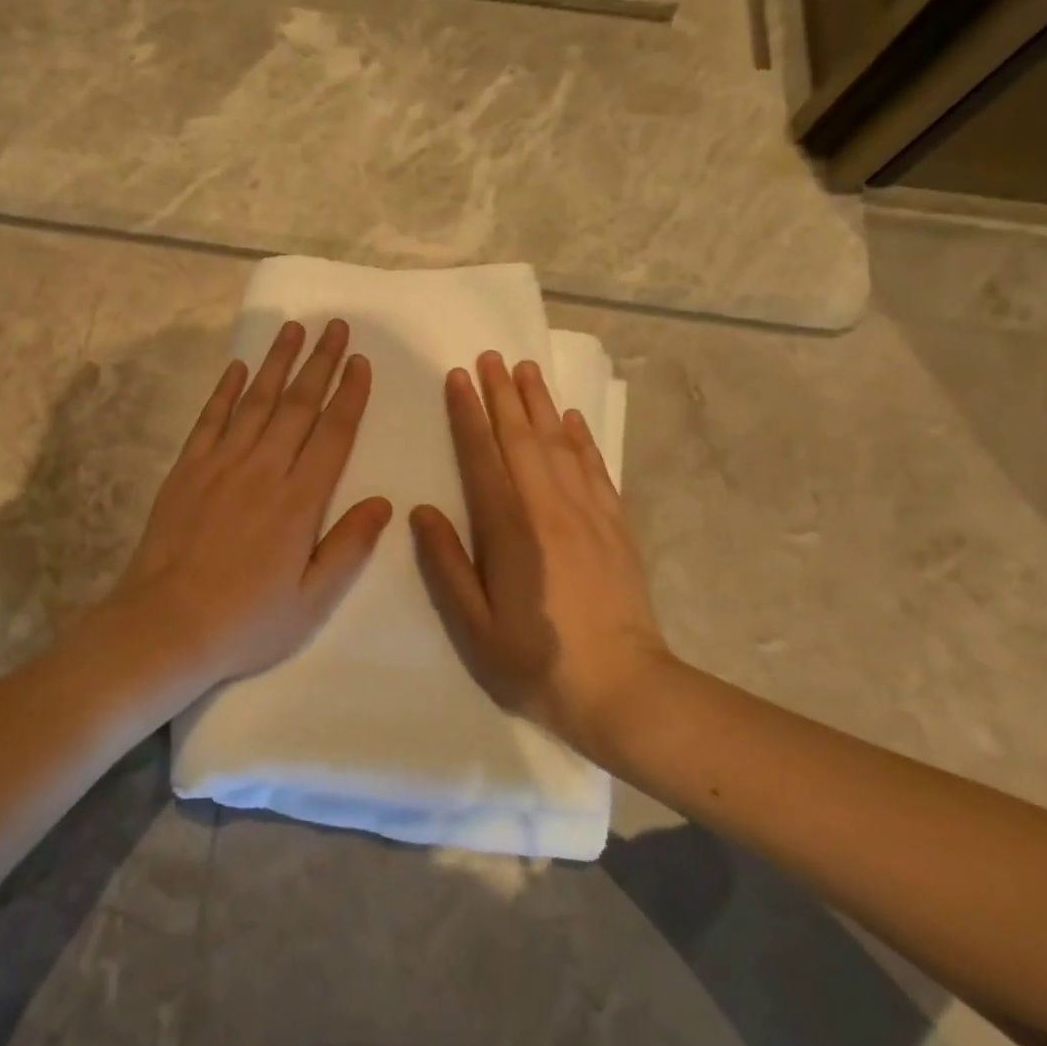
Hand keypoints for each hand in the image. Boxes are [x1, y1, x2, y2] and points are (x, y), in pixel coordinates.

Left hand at [99, 319, 393, 690]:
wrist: (165, 624)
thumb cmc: (246, 619)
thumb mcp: (311, 599)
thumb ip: (349, 547)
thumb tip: (383, 502)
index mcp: (299, 501)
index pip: (333, 433)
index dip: (350, 394)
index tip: (360, 361)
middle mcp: (263, 470)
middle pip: (298, 405)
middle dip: (320, 363)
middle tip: (335, 326)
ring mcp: (221, 464)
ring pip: (255, 401)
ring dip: (276, 362)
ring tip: (293, 329)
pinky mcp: (187, 469)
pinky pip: (210, 419)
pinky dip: (225, 390)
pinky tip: (237, 367)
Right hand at [412, 351, 671, 764]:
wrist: (624, 688)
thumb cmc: (536, 661)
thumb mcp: (474, 625)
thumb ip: (446, 565)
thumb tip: (422, 511)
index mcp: (510, 529)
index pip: (483, 457)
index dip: (468, 415)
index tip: (458, 378)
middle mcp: (549, 508)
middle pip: (522, 438)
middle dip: (503, 394)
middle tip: (490, 356)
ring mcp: (588, 513)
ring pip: (559, 444)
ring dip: (540, 404)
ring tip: (526, 369)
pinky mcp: (615, 526)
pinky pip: (595, 468)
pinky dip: (581, 438)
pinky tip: (571, 420)